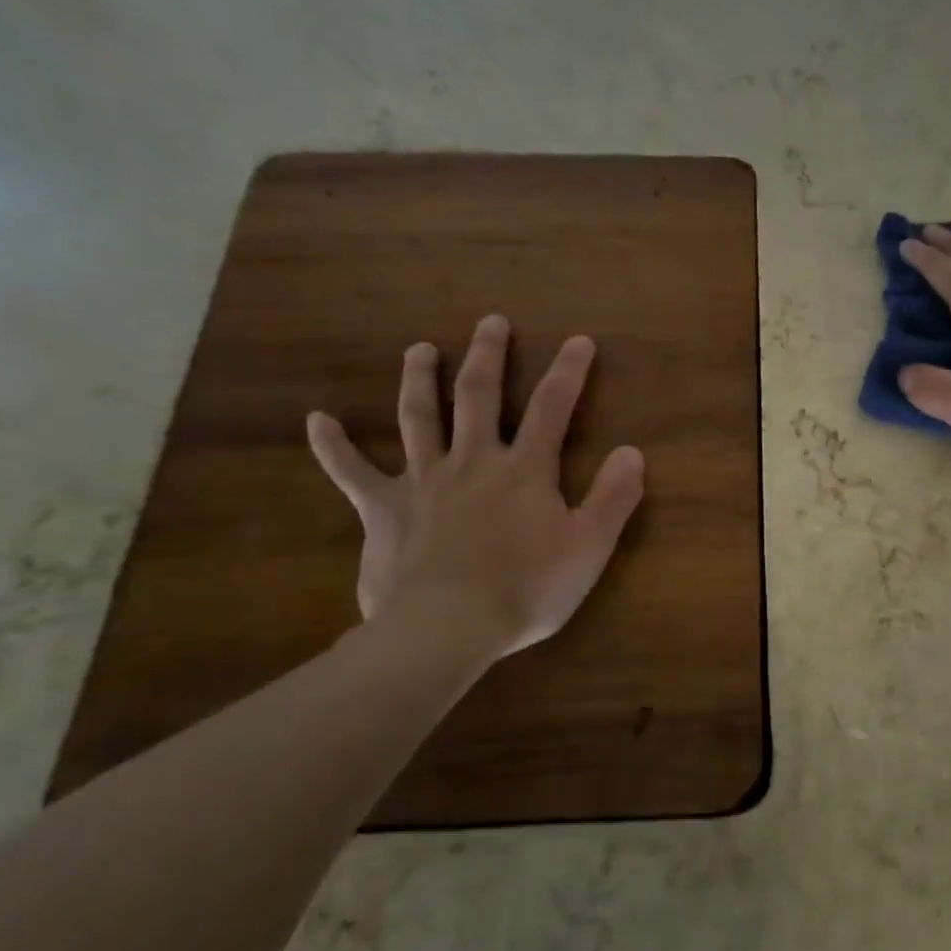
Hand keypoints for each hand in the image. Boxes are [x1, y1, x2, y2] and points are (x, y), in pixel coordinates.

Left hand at [306, 315, 644, 668]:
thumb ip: (614, 497)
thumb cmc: (527, 589)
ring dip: (419, 380)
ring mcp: (423, 482)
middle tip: (491, 322)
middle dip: (488, 355)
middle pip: (478, 396)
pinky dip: (333, 446)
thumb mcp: (589, 547)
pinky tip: (317, 420)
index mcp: (524, 470)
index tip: (578, 341)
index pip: (552, 408)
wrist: (448, 627)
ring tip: (420, 349)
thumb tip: (632, 451)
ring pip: (418, 417)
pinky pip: (352, 472)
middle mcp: (473, 462)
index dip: (568, 372)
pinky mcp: (383, 509)